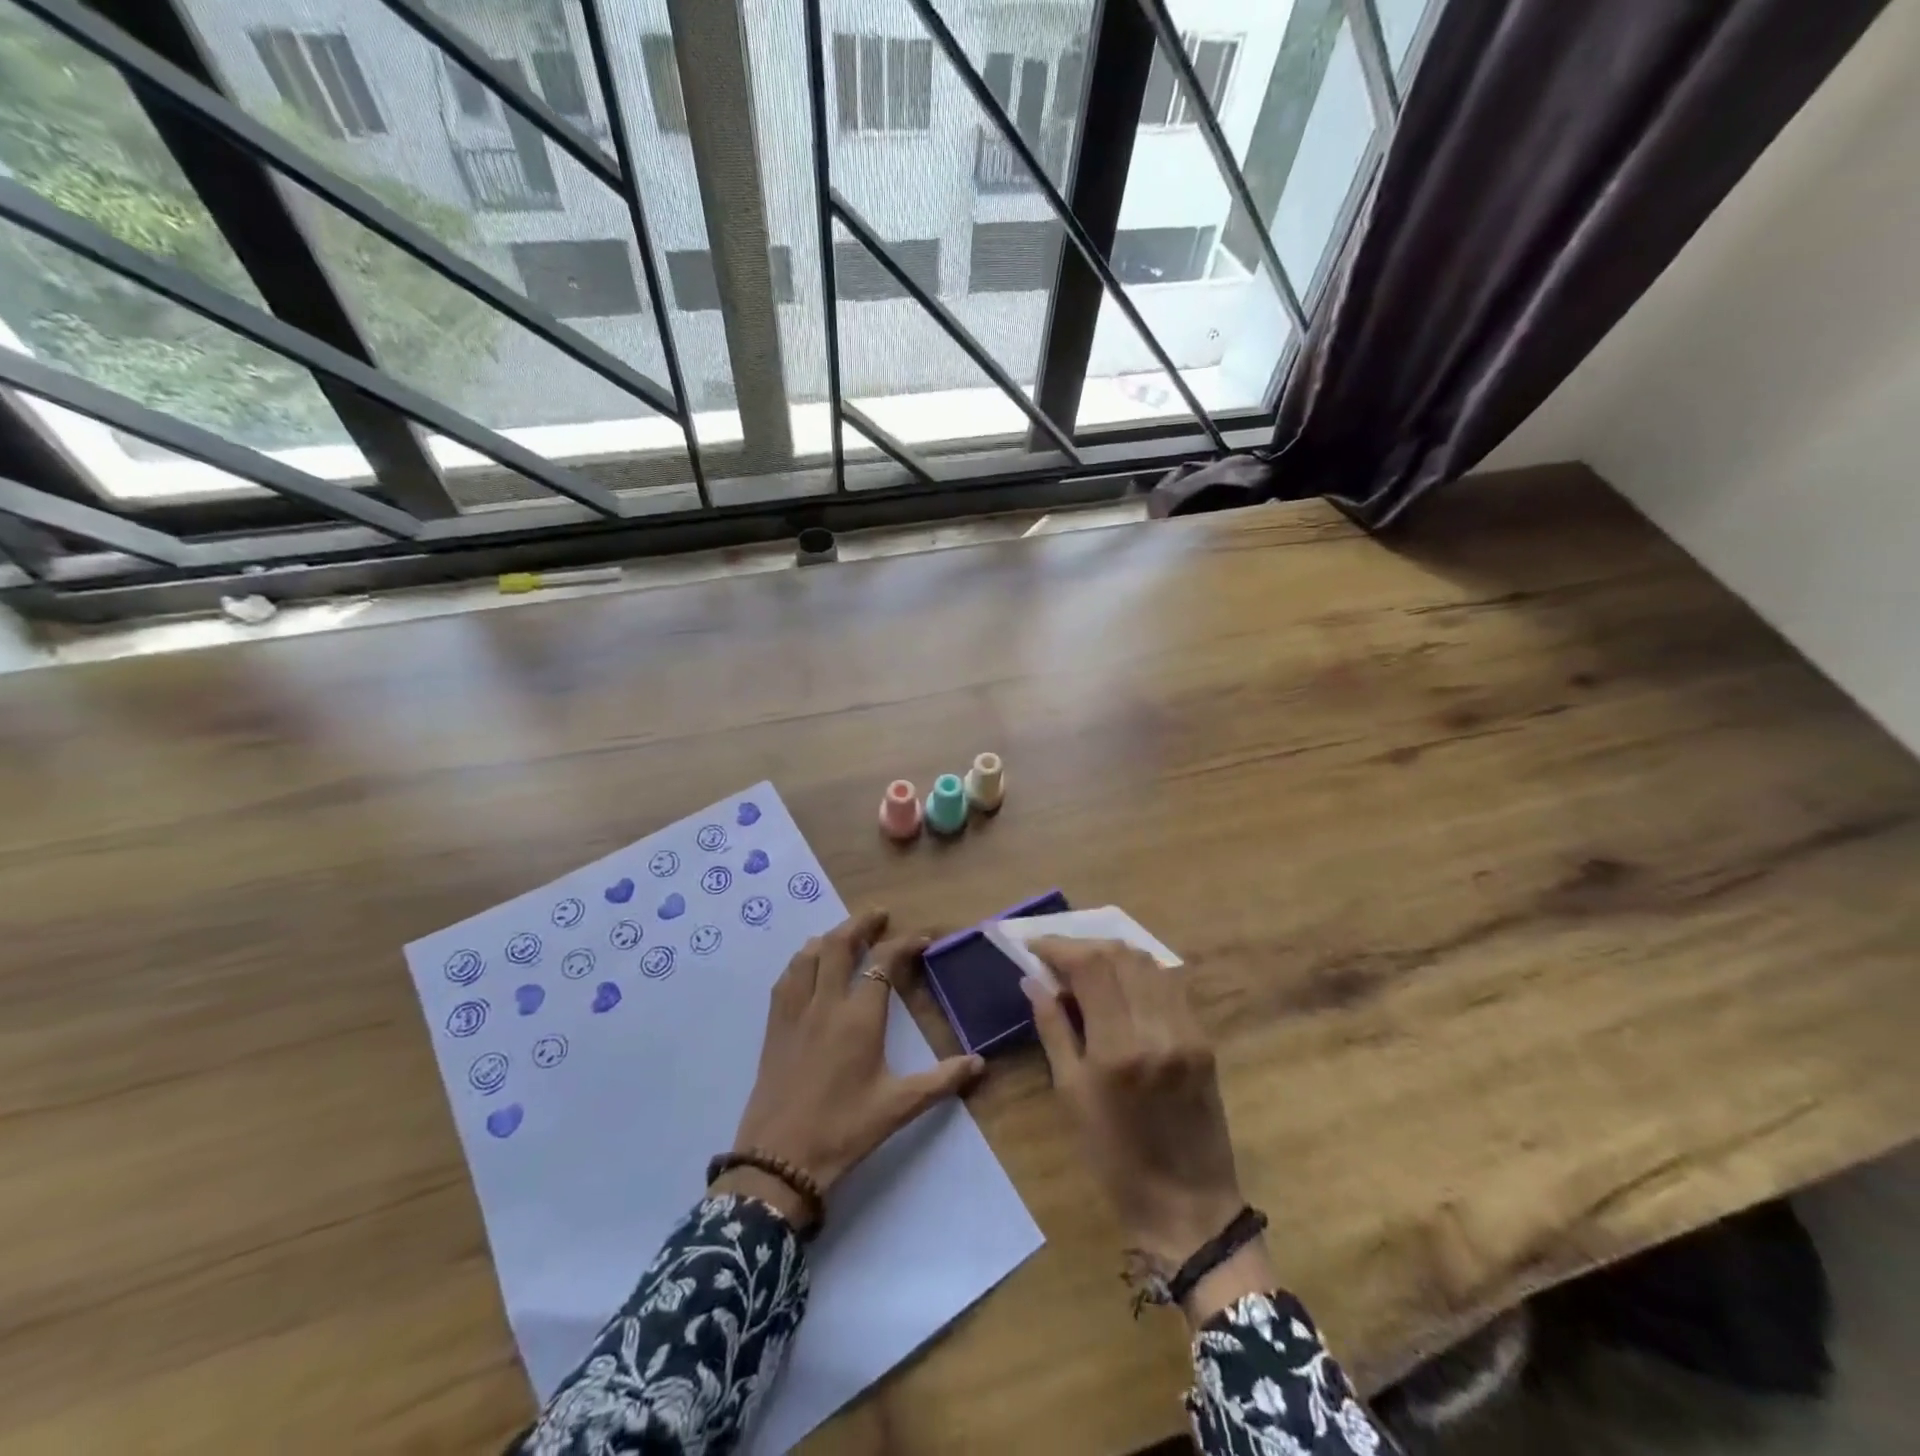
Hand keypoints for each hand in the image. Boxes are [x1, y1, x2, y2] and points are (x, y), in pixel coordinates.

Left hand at [715, 909, 984, 1228]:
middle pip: (840, 945)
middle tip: (878, 916)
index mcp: (859, 1018)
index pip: (882, 962)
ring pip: (809, 955)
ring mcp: (795, 1012)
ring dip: (830, 937)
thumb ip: (941, 1081)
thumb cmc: (843, 1130)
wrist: (779, 1161)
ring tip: (845, 934)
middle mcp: (826, 1003)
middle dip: (860, 924)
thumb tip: (980, 1063)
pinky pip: (786, 978)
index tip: (921, 940)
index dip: (903, 944)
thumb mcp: (898, 1107)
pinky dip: (802, 960)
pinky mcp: (774, 1027)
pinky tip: (807, 965)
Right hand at [1022, 937, 1275, 1325]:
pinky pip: (1169, 984)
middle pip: (1119, 954)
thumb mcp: (1071, 1095)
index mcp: (1118, 1047)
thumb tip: (1033, 981)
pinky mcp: (1203, 1037)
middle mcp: (1156, 1027)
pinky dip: (1140, 973)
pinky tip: (1121, 986)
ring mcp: (1186, 1029)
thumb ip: (1053, 1029)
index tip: (1032, 944)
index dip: (1058, 946)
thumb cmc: (1114, 1158)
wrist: (1188, 1205)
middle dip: (1083, 946)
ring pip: (1147, 962)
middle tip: (1056, 957)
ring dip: (1112, 955)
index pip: (1089, 965)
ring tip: (1085, 968)